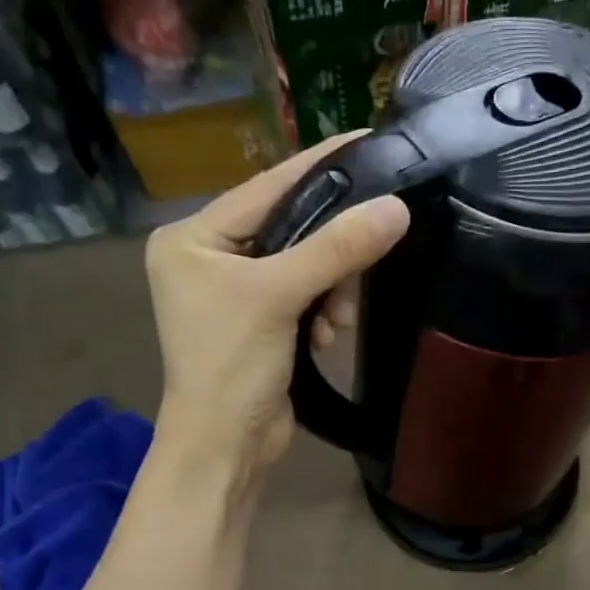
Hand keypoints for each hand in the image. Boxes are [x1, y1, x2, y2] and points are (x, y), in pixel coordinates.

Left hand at [145, 136, 407, 483]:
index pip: (267, 187)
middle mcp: (210, 257)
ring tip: (334, 323)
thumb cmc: (232, 367)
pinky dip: (322, 312)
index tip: (369, 140)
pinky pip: (304, 295)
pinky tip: (325, 337)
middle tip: (354, 275)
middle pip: (290, 226)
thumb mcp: (279, 298)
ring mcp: (235, 292)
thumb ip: (336, 250)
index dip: (321, 167)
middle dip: (328, 254)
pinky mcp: (260, 322)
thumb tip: (395, 208)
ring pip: (304, 264)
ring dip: (330, 290)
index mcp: (193, 237)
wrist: (224, 448)